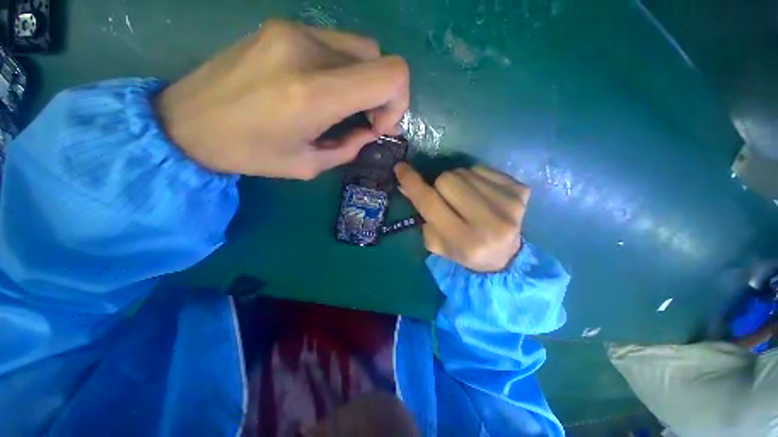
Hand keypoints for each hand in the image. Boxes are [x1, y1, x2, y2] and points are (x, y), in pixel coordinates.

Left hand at [157, 19, 408, 178]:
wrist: (186, 121)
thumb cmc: (249, 153)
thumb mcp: (308, 165)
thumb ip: (348, 148)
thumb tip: (369, 131)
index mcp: (314, 93)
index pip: (391, 75)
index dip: (398, 102)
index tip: (379, 126)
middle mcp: (307, 51)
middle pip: (380, 58)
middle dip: (384, 94)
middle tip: (366, 120)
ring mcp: (293, 30)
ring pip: (361, 48)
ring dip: (364, 81)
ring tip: (345, 107)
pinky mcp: (283, 26)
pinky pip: (335, 44)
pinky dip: (344, 69)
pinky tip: (325, 89)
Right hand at [395, 163, 529, 272]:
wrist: (505, 256)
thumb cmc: (465, 252)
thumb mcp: (436, 242)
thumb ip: (421, 215)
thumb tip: (406, 185)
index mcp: (465, 241)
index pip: (431, 203)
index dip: (413, 184)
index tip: (400, 168)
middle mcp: (489, 223)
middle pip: (447, 180)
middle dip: (438, 185)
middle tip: (444, 198)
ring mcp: (508, 204)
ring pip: (464, 171)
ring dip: (457, 182)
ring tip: (464, 198)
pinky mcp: (520, 191)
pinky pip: (482, 169)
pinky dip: (474, 178)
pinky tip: (481, 194)